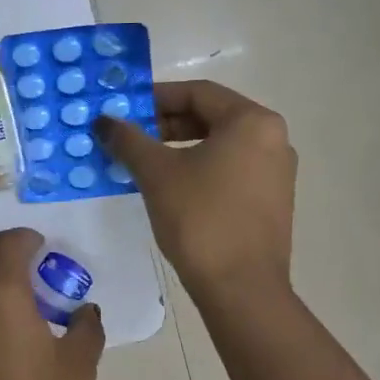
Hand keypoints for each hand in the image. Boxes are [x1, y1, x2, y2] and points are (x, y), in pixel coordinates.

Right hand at [96, 80, 296, 303]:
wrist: (241, 288)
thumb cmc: (200, 219)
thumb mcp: (156, 173)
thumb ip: (128, 140)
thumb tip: (103, 121)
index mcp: (252, 121)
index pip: (196, 92)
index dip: (154, 97)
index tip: (122, 110)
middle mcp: (273, 138)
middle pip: (210, 116)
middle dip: (164, 124)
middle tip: (128, 137)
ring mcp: (276, 171)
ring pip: (219, 145)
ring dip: (178, 147)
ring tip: (142, 162)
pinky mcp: (271, 200)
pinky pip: (230, 169)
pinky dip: (198, 169)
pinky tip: (169, 187)